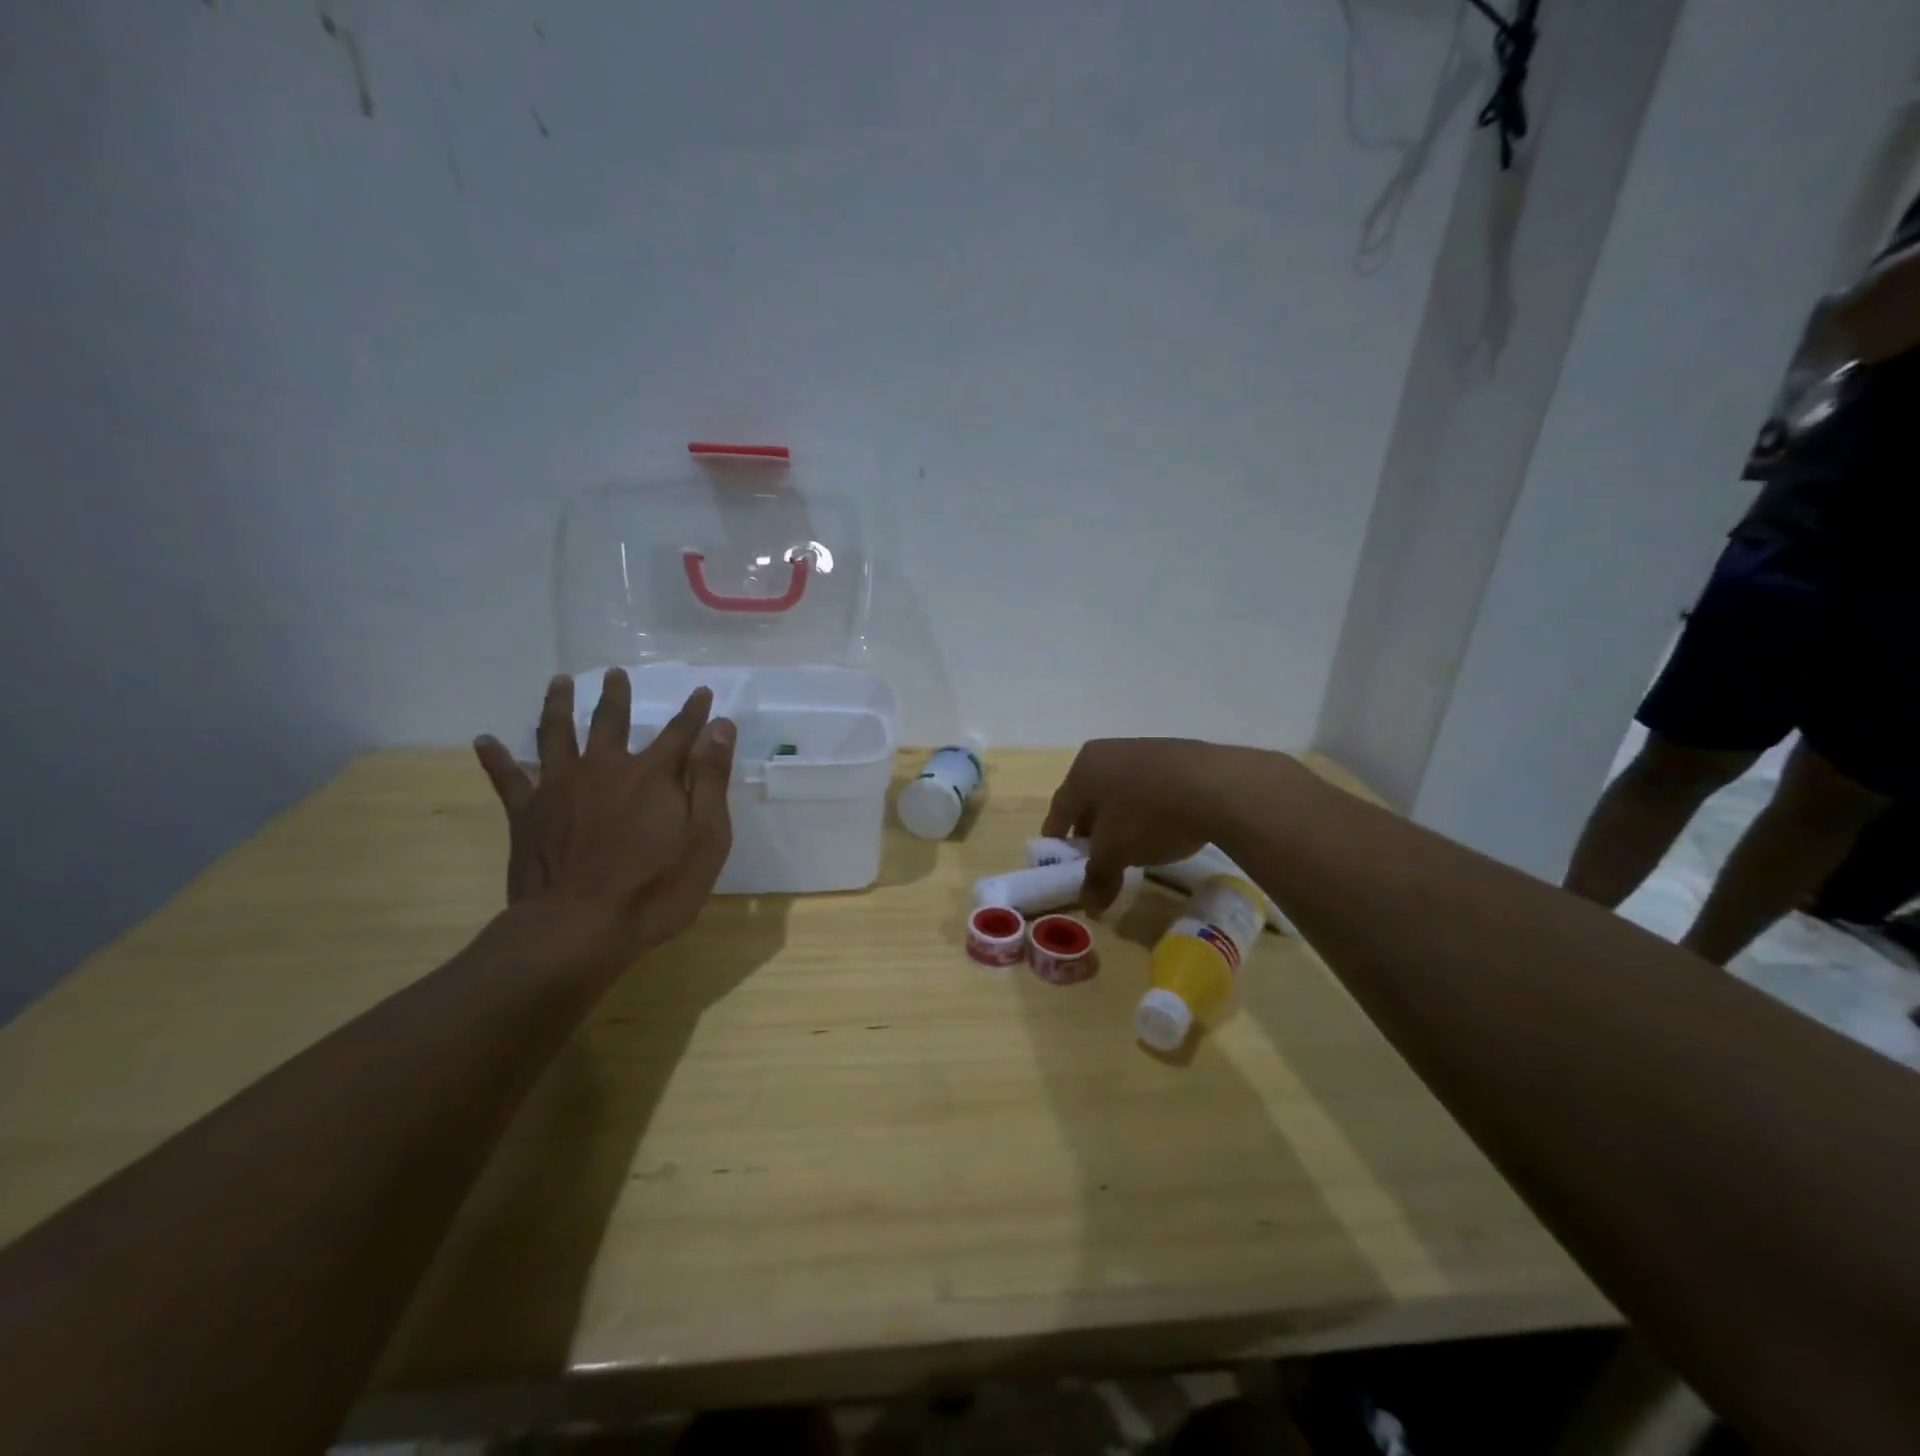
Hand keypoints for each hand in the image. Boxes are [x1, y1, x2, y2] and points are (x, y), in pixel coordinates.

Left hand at [473, 670, 735, 963]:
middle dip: (616, 695)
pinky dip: (495, 758)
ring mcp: (560, 787)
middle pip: (611, 721)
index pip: (680, 732)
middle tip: (614, 673)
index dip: (694, 712)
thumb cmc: (656, 887)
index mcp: (652, 774)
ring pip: (556, 734)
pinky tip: (484, 740)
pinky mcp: (527, 813)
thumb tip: (720, 726)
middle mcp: (605, 768)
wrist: (579, 928)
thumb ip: (711, 778)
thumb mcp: (706, 836)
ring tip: (558, 682)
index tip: (701, 691)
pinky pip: (507, 778)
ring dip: (558, 705)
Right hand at [1042, 739, 1226, 913]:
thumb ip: (1098, 876)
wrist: (1215, 785)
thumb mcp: (1116, 852)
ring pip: (1121, 793)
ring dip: (1121, 821)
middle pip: (1090, 799)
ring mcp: (1144, 750)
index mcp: (1083, 768)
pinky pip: (1151, 789)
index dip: (1057, 838)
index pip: (1059, 808)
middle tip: (1096, 860)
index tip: (1058, 861)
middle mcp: (1108, 752)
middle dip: (1091, 831)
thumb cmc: (1147, 814)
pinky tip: (1161, 831)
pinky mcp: (1177, 757)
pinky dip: (1148, 811)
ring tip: (1131, 849)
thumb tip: (1090, 906)